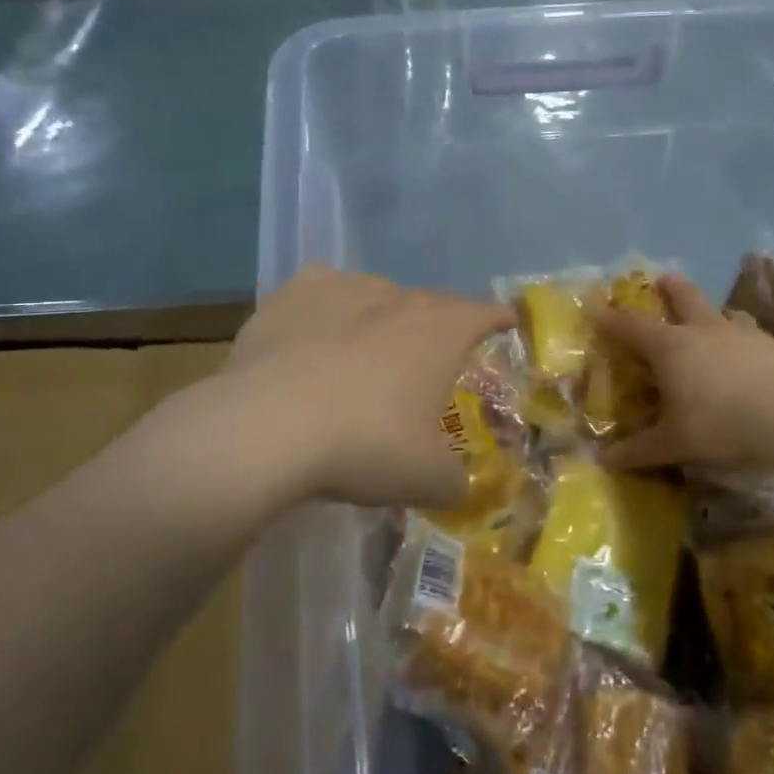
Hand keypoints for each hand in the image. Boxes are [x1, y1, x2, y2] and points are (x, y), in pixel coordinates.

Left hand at [223, 264, 514, 508]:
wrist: (267, 429)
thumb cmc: (364, 447)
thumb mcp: (427, 480)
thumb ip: (454, 480)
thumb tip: (456, 484)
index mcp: (440, 332)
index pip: (484, 314)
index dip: (498, 320)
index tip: (505, 324)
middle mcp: (396, 299)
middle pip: (432, 302)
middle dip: (440, 324)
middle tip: (437, 353)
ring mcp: (341, 289)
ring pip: (376, 293)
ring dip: (383, 316)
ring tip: (372, 348)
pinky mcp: (291, 296)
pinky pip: (321, 292)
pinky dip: (327, 309)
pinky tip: (316, 333)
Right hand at [594, 272, 773, 470]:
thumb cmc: (719, 423)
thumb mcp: (673, 443)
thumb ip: (638, 450)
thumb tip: (602, 460)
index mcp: (670, 347)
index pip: (630, 326)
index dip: (610, 318)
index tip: (597, 309)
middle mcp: (702, 330)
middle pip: (683, 297)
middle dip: (670, 288)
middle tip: (663, 279)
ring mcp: (741, 333)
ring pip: (722, 312)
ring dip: (713, 312)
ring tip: (713, 318)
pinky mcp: (773, 344)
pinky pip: (752, 333)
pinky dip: (744, 338)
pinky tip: (750, 353)